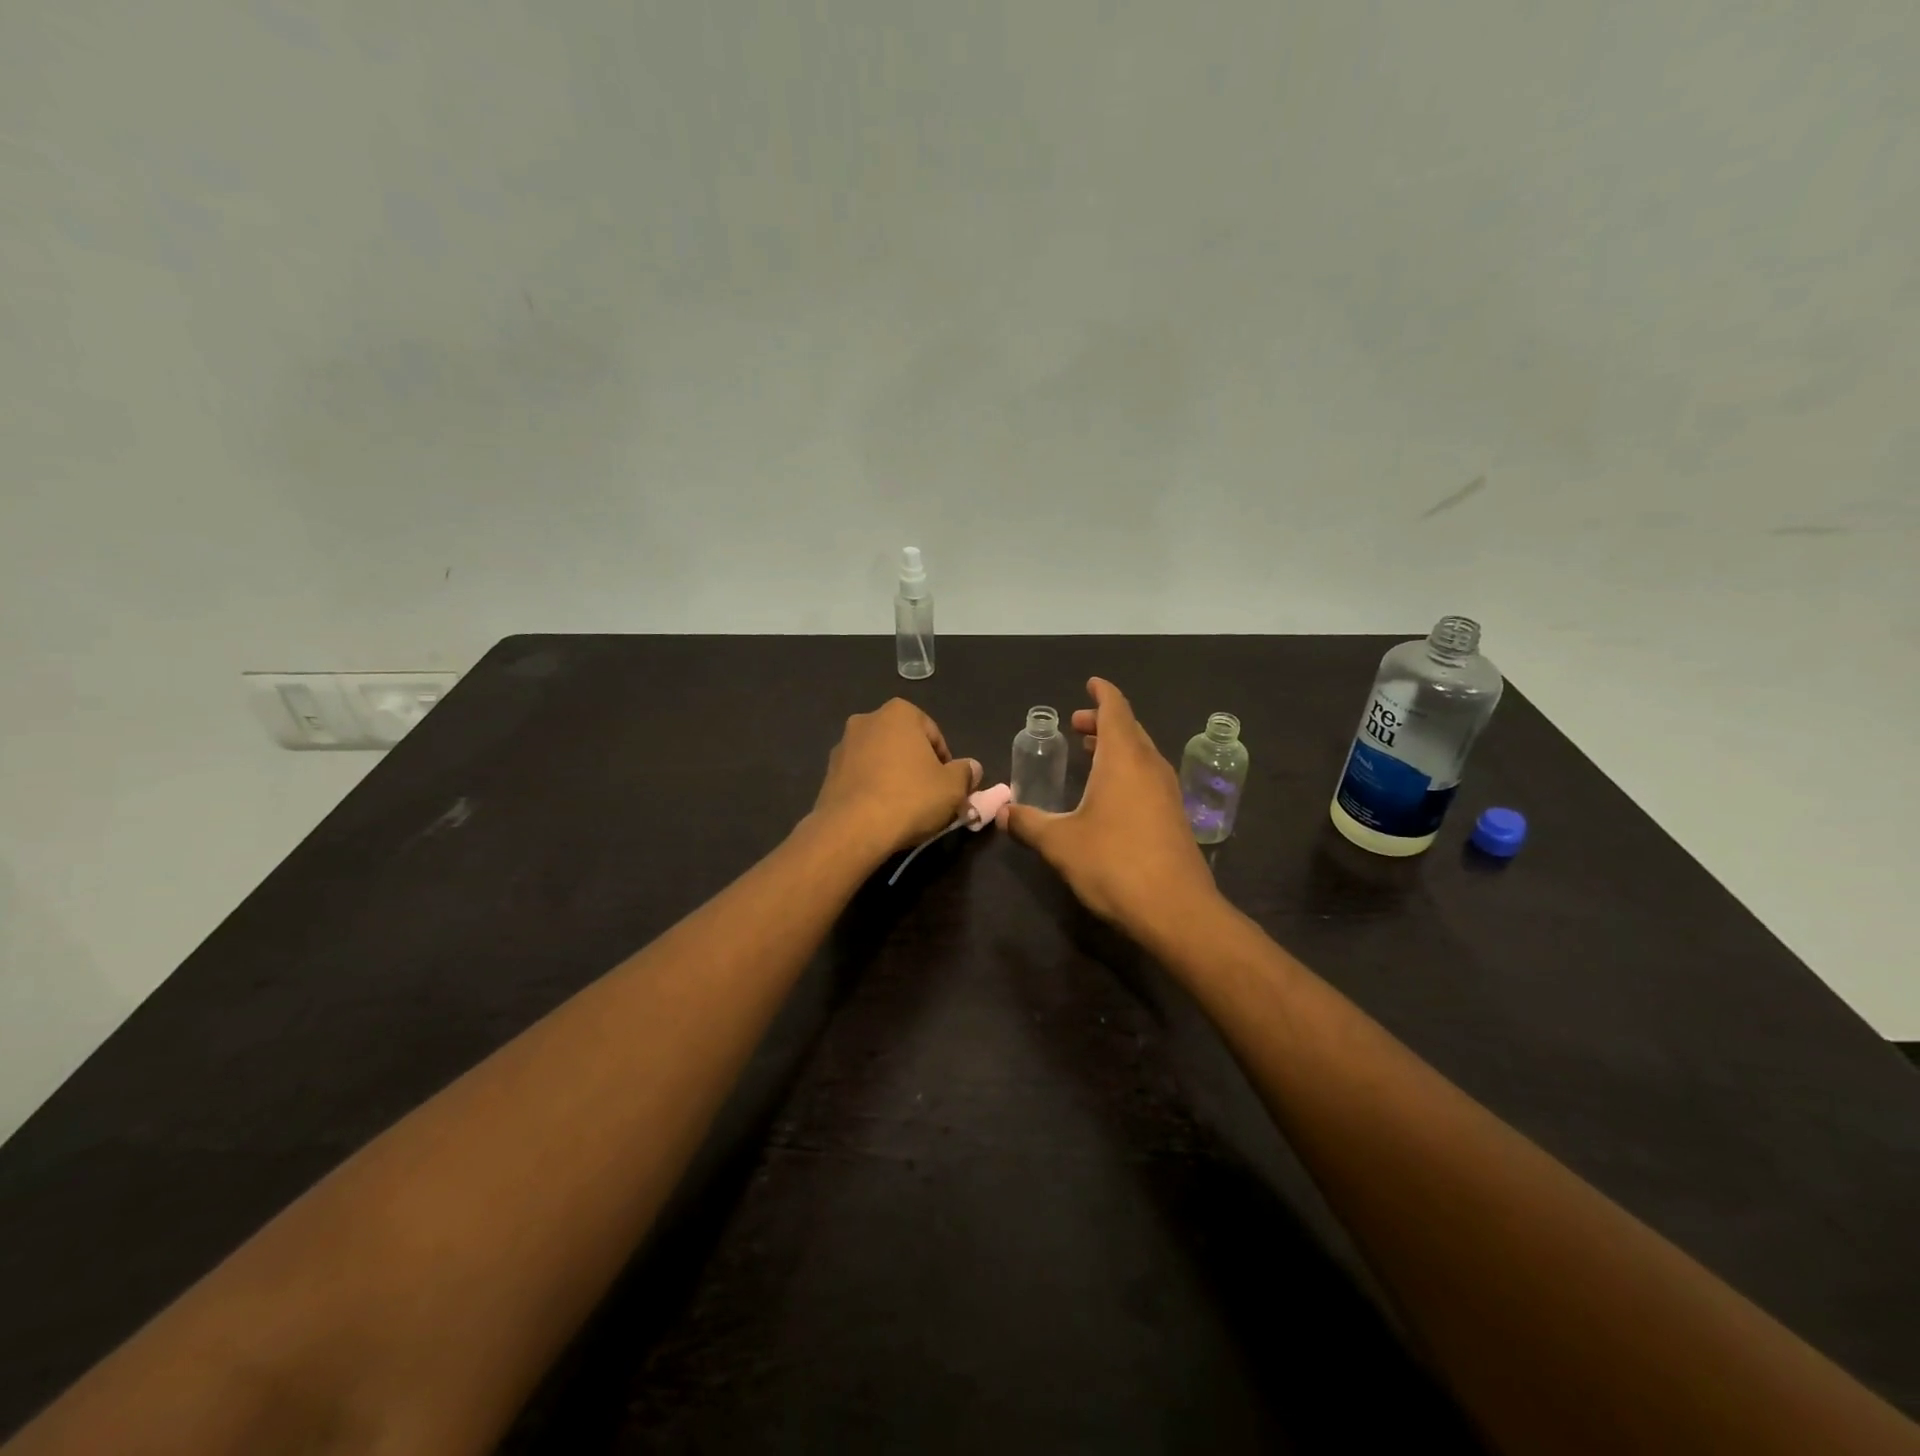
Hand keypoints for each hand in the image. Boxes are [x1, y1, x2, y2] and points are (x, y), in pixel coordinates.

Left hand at [811, 699, 980, 859]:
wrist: (852, 829)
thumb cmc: (910, 798)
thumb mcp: (952, 787)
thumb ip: (965, 772)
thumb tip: (971, 768)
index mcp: (899, 713)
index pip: (934, 735)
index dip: (946, 764)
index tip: (948, 788)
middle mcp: (867, 720)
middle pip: (905, 745)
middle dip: (918, 767)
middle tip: (930, 798)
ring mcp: (843, 746)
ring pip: (881, 760)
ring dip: (894, 777)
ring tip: (905, 809)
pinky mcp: (828, 773)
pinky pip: (861, 778)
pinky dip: (873, 790)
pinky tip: (881, 813)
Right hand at [1002, 678, 1220, 937]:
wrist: (1175, 909)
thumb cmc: (1114, 863)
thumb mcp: (1060, 843)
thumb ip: (1028, 823)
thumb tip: (1000, 813)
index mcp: (1124, 759)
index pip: (1116, 710)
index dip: (1103, 694)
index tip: (1091, 684)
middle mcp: (1150, 767)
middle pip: (1130, 729)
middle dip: (1104, 722)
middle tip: (1077, 725)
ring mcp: (1168, 792)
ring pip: (1142, 754)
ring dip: (1117, 747)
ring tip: (1091, 752)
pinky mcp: (1175, 817)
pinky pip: (1149, 777)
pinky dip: (1128, 770)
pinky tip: (1112, 794)